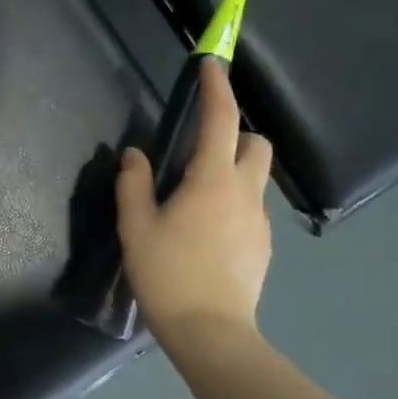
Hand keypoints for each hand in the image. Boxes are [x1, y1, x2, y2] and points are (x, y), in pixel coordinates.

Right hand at [115, 59, 273, 348]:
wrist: (210, 332)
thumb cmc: (167, 274)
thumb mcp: (137, 227)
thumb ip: (134, 184)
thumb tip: (136, 156)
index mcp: (212, 180)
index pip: (221, 120)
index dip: (217, 89)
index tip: (211, 67)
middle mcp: (245, 192)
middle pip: (256, 144)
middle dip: (235, 133)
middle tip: (199, 149)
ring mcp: (259, 221)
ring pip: (256, 177)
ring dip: (233, 170)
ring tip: (196, 197)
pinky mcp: (263, 245)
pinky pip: (251, 208)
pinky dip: (233, 203)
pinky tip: (206, 232)